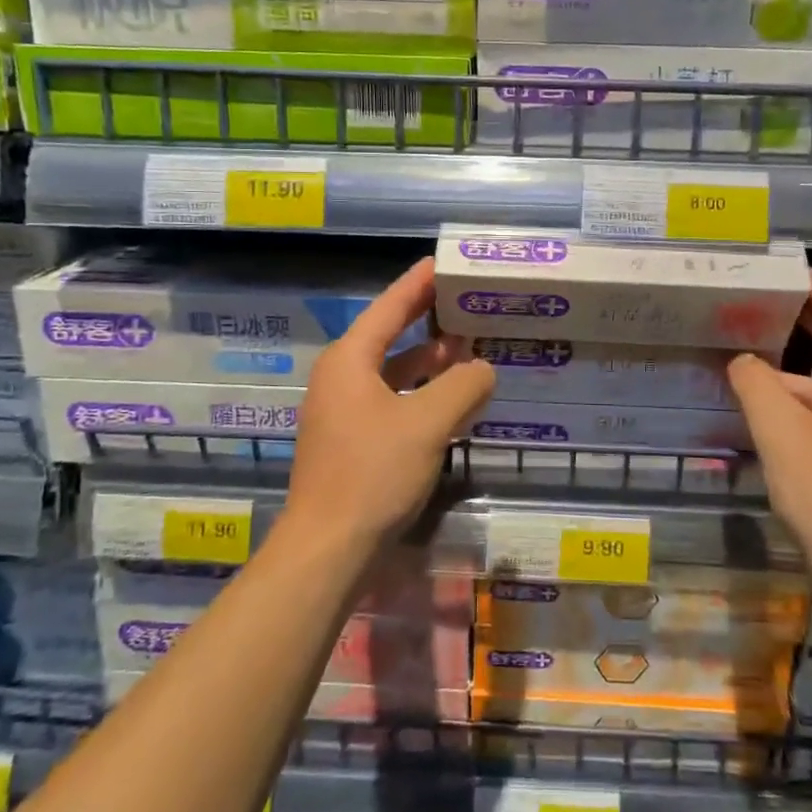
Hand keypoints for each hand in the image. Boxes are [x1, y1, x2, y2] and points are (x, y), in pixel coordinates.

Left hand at [283, 258, 495, 545]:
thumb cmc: (373, 473)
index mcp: (350, 361)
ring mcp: (344, 413)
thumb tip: (483, 369)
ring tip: (469, 349)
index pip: (390, 307)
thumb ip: (462, 387)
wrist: (328, 549)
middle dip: (428, 321)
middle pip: (390, 337)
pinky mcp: (352, 443)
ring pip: (393, 373)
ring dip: (429, 363)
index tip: (444, 262)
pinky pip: (393, 403)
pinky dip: (422, 397)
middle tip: (467, 303)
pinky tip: (452, 403)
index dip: (419, 283)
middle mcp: (342, 379)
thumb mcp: (427, 423)